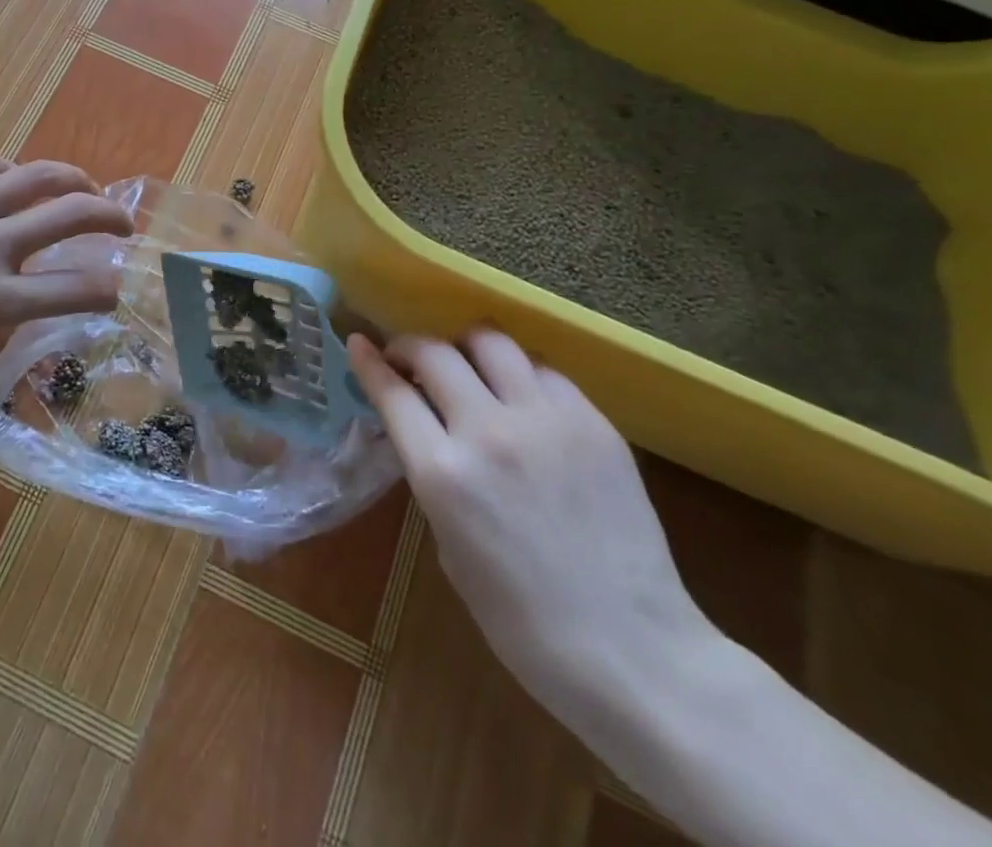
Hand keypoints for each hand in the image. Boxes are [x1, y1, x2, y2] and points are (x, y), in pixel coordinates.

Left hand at [0, 154, 132, 391]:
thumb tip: (23, 306)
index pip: (76, 289)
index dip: (109, 288)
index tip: (117, 287)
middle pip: (70, 214)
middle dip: (110, 216)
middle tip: (122, 222)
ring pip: (35, 176)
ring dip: (72, 179)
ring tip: (83, 186)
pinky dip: (11, 171)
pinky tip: (14, 180)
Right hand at [351, 330, 716, 730]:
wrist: (632, 652)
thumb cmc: (522, 619)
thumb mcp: (448, 545)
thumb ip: (434, 476)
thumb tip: (428, 432)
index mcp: (443, 473)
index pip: (392, 391)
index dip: (368, 361)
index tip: (359, 343)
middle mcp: (488, 431)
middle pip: (434, 351)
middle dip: (410, 347)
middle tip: (410, 362)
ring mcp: (545, 421)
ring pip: (491, 340)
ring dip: (465, 347)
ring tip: (467, 367)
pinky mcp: (593, 423)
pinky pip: (543, 370)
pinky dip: (519, 373)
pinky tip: (521, 399)